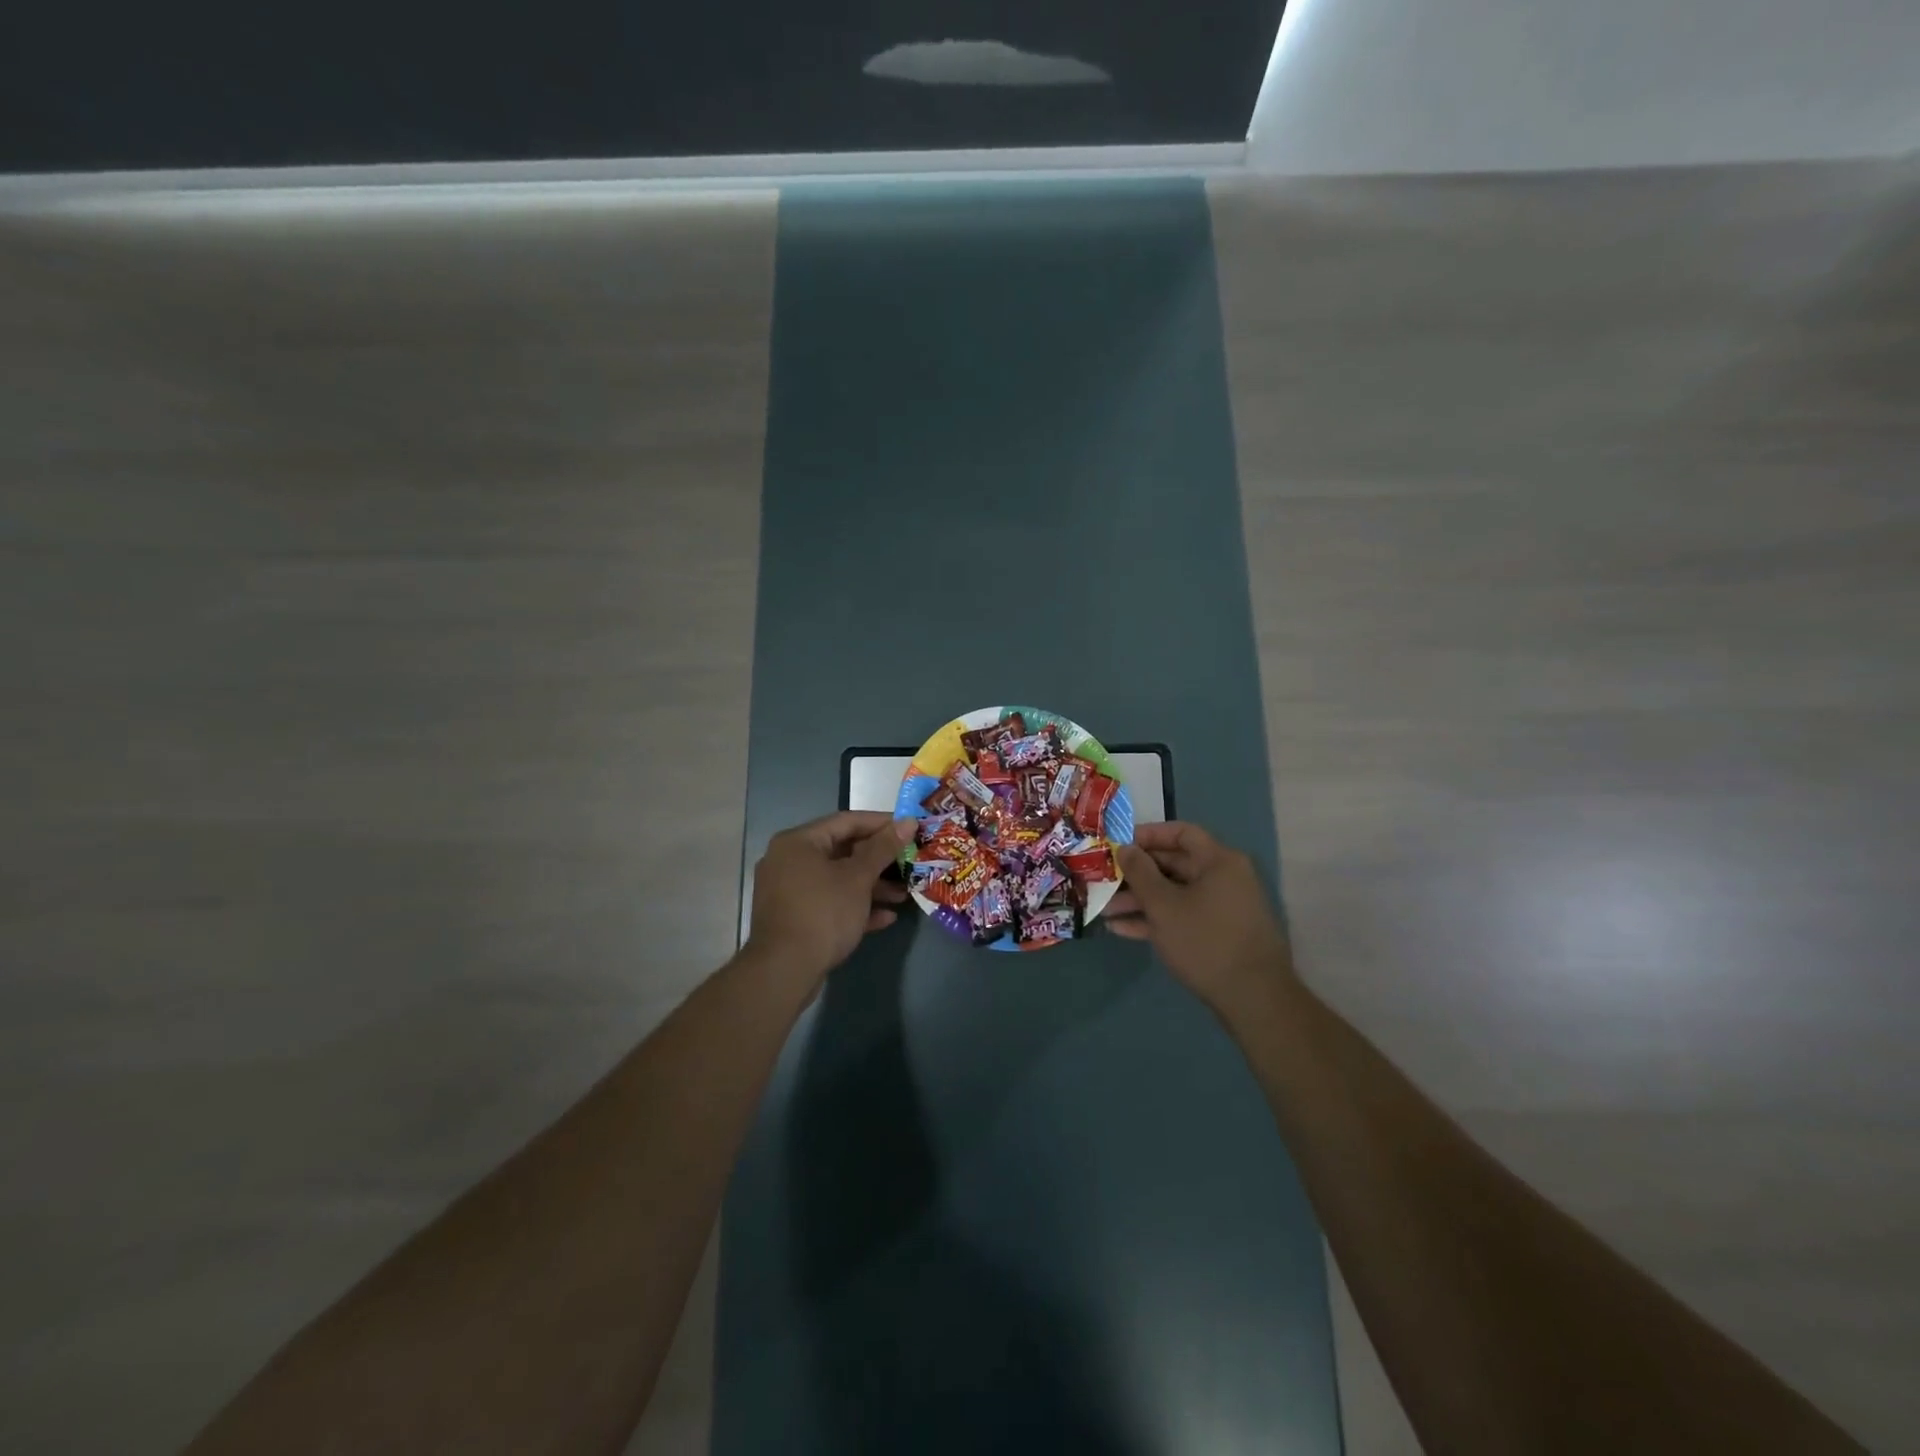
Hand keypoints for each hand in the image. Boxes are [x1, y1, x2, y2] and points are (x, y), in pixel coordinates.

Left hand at [745, 811, 915, 986]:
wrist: (784, 971)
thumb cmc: (823, 912)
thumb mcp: (858, 877)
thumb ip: (884, 847)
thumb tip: (908, 821)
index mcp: (799, 842)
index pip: (846, 821)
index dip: (881, 823)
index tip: (910, 828)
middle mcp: (789, 861)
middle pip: (842, 851)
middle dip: (879, 860)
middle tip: (910, 862)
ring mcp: (789, 891)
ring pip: (837, 880)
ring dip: (871, 886)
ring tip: (904, 894)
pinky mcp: (795, 918)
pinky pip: (829, 903)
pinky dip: (855, 906)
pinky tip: (886, 917)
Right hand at [1106, 822, 1295, 1011]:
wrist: (1253, 999)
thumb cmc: (1205, 941)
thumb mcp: (1163, 905)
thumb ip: (1140, 873)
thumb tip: (1126, 848)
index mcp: (1218, 861)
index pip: (1181, 832)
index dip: (1148, 834)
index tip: (1118, 844)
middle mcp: (1224, 878)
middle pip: (1174, 864)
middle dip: (1137, 873)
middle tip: (1104, 878)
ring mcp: (1222, 907)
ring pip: (1174, 893)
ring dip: (1140, 900)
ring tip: (1105, 909)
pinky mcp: (1218, 934)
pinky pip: (1182, 916)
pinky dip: (1155, 919)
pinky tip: (1122, 929)